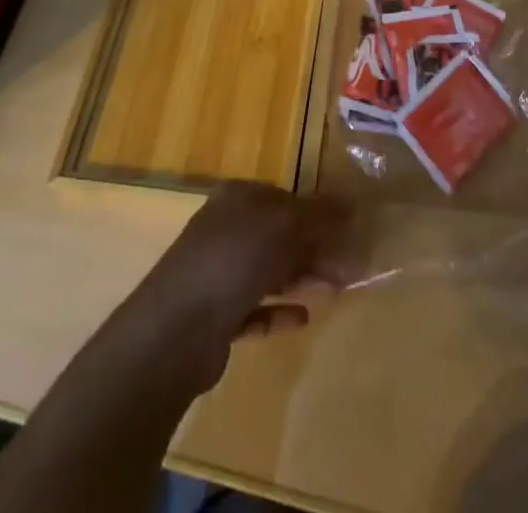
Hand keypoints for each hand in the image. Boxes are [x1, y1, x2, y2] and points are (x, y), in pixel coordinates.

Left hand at [126, 183, 347, 390]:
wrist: (176, 330)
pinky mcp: (216, 316)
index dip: (317, 211)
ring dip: (303, 277)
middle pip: (279, 234)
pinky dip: (279, 311)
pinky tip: (303, 318)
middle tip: (349, 267)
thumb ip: (319, 215)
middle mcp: (226, 229)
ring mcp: (217, 273)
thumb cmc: (233, 259)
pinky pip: (256, 308)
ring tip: (336, 290)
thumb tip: (352, 204)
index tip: (348, 230)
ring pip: (270, 270)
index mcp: (238, 198)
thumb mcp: (283, 225)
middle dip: (315, 247)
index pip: (284, 197)